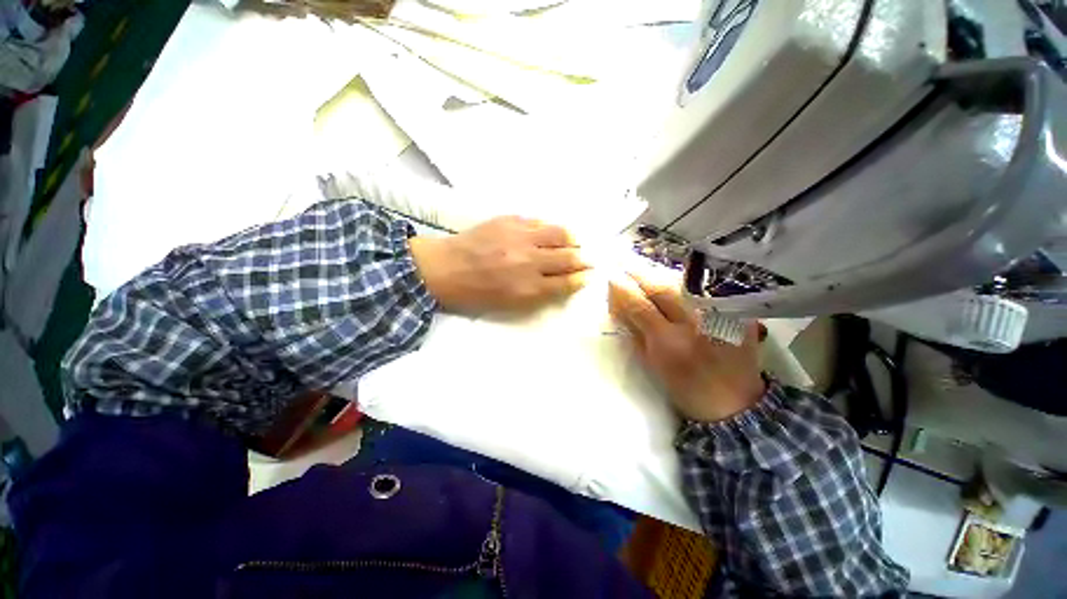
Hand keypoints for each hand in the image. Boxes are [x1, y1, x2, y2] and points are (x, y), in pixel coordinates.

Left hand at [409, 216, 589, 313]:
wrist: (444, 268)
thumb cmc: (476, 294)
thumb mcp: (510, 304)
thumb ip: (539, 293)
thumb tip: (562, 280)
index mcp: (528, 288)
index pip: (567, 281)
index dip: (581, 278)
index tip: (589, 275)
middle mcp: (529, 261)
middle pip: (568, 257)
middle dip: (583, 259)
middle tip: (587, 258)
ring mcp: (520, 237)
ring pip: (559, 233)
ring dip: (572, 239)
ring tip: (574, 242)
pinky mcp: (509, 220)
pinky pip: (539, 221)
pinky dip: (549, 228)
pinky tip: (549, 232)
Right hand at [608, 270, 765, 422]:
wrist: (736, 402)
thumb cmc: (686, 387)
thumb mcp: (652, 363)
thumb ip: (634, 331)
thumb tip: (618, 304)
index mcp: (670, 343)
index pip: (640, 306)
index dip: (623, 289)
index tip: (611, 278)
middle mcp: (696, 323)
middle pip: (661, 287)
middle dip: (639, 274)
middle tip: (624, 266)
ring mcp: (719, 314)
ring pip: (681, 282)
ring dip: (658, 274)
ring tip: (643, 272)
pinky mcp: (736, 310)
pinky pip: (700, 287)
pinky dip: (679, 282)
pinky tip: (669, 280)